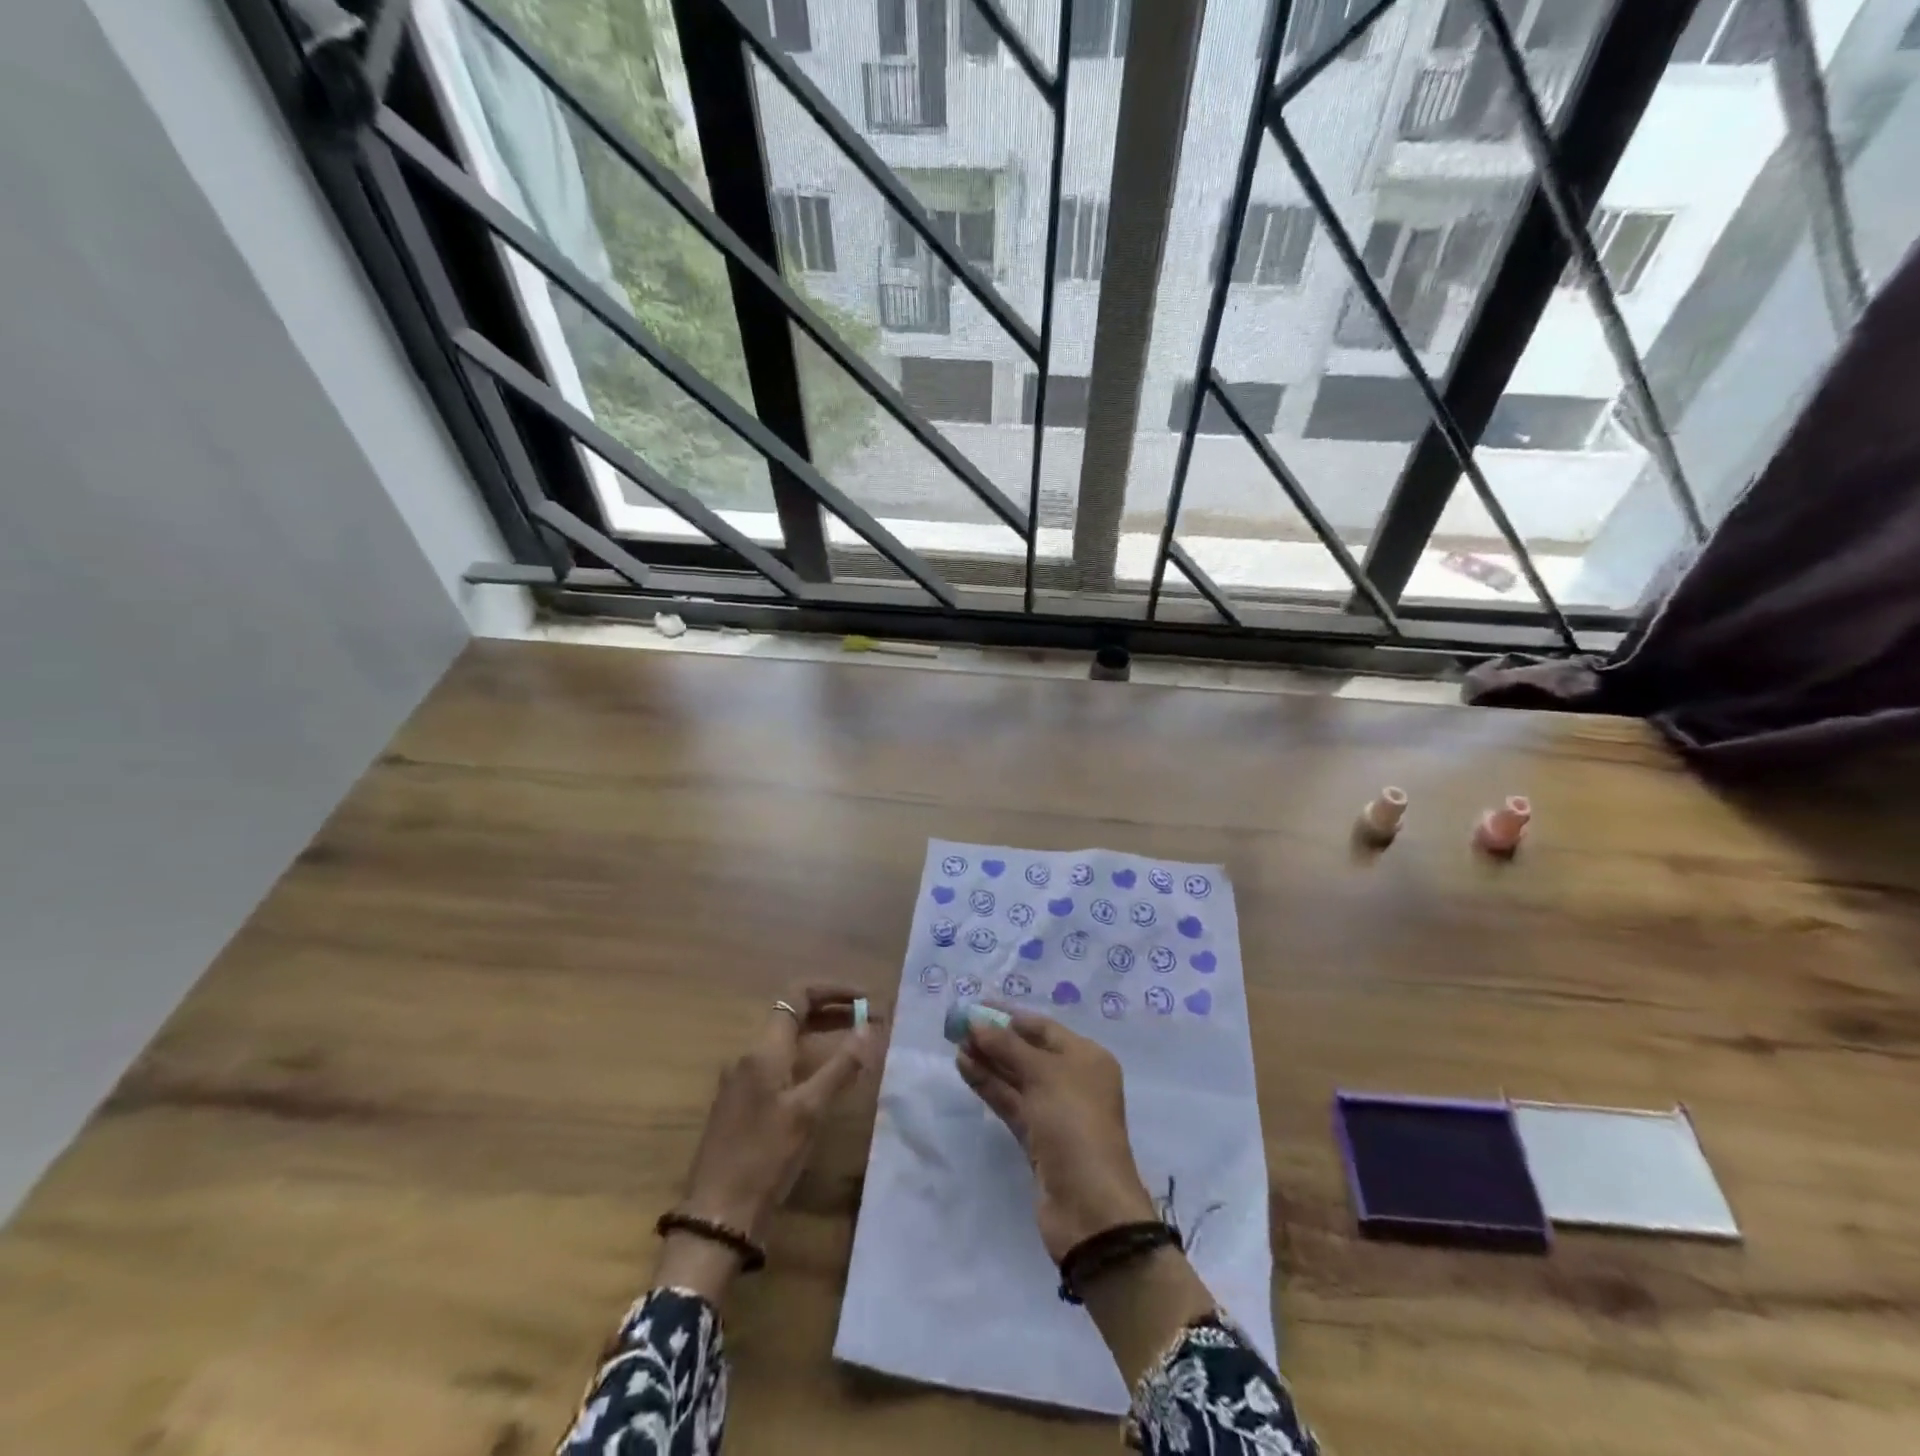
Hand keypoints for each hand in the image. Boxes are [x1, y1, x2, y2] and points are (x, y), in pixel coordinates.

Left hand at [678, 983, 879, 1236]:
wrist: (717, 1216)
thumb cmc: (765, 1158)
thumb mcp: (809, 1112)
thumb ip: (841, 1066)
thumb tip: (870, 1028)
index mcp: (763, 1049)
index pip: (798, 996)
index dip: (833, 990)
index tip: (865, 999)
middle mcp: (749, 1056)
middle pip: (793, 1016)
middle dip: (832, 1012)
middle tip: (870, 1022)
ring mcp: (742, 1080)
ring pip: (787, 1042)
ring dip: (822, 1036)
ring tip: (856, 1046)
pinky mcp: (742, 1104)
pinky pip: (779, 1065)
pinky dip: (808, 1059)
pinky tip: (828, 1080)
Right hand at [956, 1008, 1156, 1261]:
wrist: (1089, 1206)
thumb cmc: (1074, 1124)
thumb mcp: (1043, 1075)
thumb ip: (1007, 1046)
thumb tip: (977, 1022)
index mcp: (1086, 1058)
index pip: (1043, 1028)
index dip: (1009, 1015)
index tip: (976, 1005)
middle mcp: (1073, 1080)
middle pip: (1028, 1051)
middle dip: (995, 1038)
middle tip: (958, 1026)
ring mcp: (1055, 1111)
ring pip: (1016, 1077)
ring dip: (988, 1061)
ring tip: (955, 1045)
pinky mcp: (1037, 1139)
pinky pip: (1011, 1102)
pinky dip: (989, 1086)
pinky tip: (965, 1069)